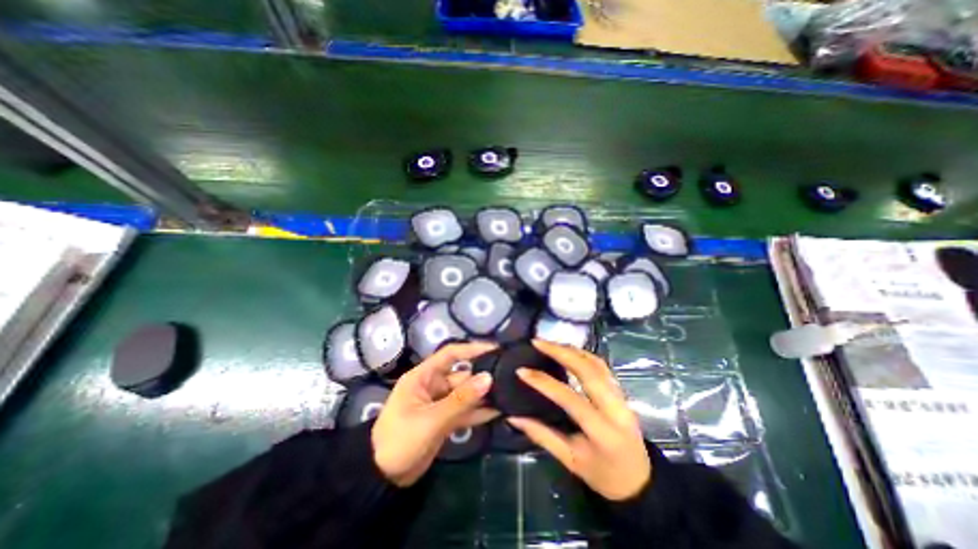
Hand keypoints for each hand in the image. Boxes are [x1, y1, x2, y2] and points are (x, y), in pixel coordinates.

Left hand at [373, 342, 499, 487]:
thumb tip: (488, 378)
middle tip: (508, 381)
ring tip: (508, 395)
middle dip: (482, 379)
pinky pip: (464, 411)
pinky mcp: (444, 420)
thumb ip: (461, 399)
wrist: (382, 479)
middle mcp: (433, 385)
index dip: (472, 349)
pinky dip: (478, 412)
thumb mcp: (432, 419)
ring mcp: (439, 403)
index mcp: (423, 376)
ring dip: (483, 397)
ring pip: (465, 395)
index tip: (495, 349)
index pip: (450, 354)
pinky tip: (498, 411)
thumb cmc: (400, 440)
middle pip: (462, 376)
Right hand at [504, 341, 646, 503]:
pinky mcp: (621, 391)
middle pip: (588, 370)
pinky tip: (568, 350)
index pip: (570, 399)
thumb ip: (542, 436)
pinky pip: (602, 365)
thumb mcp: (570, 461)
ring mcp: (622, 396)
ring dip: (571, 349)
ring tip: (549, 343)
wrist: (640, 481)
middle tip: (537, 342)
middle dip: (560, 352)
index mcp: (603, 432)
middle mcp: (616, 408)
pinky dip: (583, 354)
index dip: (544, 383)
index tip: (522, 371)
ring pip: (596, 363)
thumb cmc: (603, 475)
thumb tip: (513, 418)